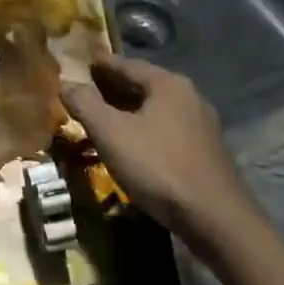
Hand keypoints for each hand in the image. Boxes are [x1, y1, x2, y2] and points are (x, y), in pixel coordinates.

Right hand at [60, 56, 257, 247]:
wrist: (217, 220)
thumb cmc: (159, 167)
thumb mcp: (111, 134)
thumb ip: (85, 104)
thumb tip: (66, 82)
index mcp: (168, 83)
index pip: (126, 64)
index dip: (100, 65)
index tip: (80, 65)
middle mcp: (189, 96)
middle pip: (143, 85)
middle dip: (113, 88)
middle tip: (86, 93)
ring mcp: (202, 124)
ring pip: (156, 109)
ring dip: (129, 111)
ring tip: (104, 120)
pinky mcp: (206, 152)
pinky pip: (167, 130)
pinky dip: (146, 130)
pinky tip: (133, 145)